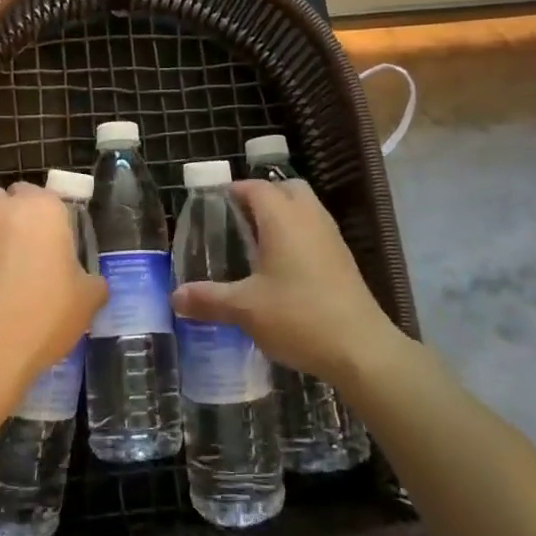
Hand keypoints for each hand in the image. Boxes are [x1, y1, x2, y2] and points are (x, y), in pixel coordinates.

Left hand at [0, 183, 106, 387]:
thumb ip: (91, 282)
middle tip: (27, 250)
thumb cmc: (45, 312)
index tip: (56, 243)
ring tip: (1, 270)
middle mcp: (2, 209)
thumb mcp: (87, 299)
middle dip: (12, 215)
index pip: (43, 194)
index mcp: (42, 207)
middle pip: (4, 199)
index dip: (48, 217)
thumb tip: (90, 284)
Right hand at [171, 178, 401, 390]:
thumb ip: (209, 299)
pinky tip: (282, 267)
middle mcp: (309, 217)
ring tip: (255, 243)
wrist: (361, 348)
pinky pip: (315, 231)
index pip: (255, 187)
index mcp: (282, 217)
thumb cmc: (298, 316)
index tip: (212, 205)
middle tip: (236, 221)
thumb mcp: (245, 308)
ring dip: (281, 216)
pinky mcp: (343, 259)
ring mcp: (331, 237)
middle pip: (285, 188)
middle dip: (261, 197)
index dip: (233, 191)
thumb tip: (175, 297)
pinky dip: (297, 236)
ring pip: (304, 209)